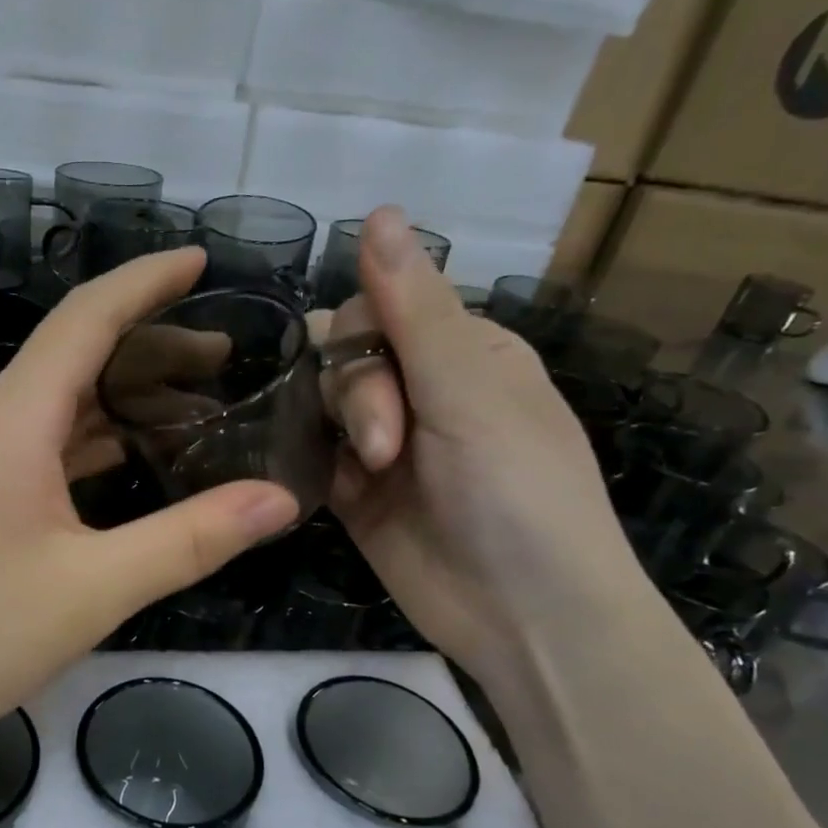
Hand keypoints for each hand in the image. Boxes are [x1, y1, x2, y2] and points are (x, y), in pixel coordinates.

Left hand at [0, 246, 299, 744]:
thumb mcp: (97, 588)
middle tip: (225, 361)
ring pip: (52, 402)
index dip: (147, 281)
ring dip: (119, 399)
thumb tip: (279, 501)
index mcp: (10, 418)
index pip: (86, 318)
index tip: (202, 261)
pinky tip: (124, 460)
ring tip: (192, 411)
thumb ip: (193, 538)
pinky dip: (84, 439)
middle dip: (151, 349)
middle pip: (74, 356)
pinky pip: (31, 441)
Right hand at [315, 207, 640, 679]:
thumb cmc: (519, 492)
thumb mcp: (471, 393)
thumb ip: (414, 309)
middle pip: (345, 355)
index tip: (389, 391)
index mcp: (464, 354)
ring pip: (321, 403)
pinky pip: (311, 456)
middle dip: (355, 395)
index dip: (367, 340)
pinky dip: (305, 460)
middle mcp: (422, 392)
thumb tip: (377, 211)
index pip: (382, 308)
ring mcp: (384, 447)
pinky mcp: (354, 496)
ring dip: (335, 430)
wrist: (523, 616)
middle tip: (383, 451)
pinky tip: (305, 474)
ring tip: (365, 475)